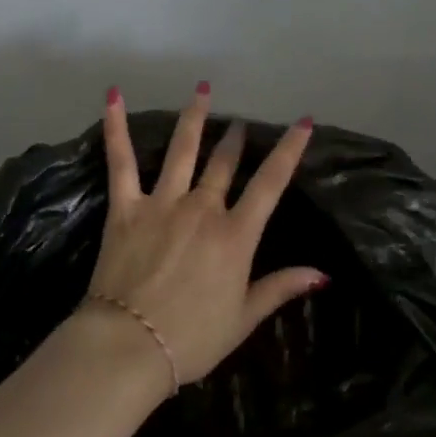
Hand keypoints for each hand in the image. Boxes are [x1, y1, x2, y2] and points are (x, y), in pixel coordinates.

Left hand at [87, 84, 324, 385]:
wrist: (130, 346)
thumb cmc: (192, 338)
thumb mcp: (244, 318)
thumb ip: (280, 287)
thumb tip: (322, 273)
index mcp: (235, 235)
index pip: (270, 183)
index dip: (289, 150)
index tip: (303, 122)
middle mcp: (202, 208)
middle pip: (224, 163)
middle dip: (235, 138)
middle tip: (239, 123)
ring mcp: (162, 202)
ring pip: (183, 150)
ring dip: (194, 118)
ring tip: (203, 90)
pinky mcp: (126, 207)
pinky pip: (121, 161)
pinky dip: (116, 127)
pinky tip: (113, 96)